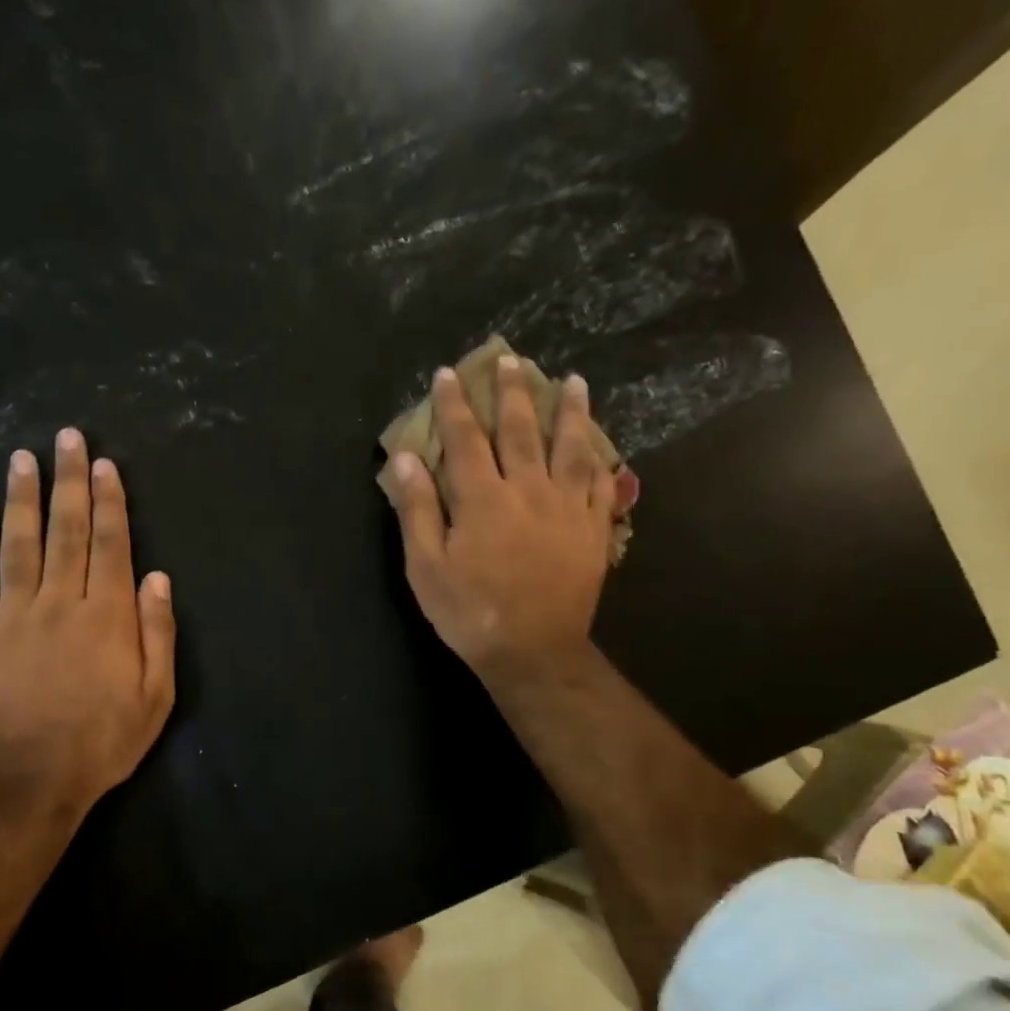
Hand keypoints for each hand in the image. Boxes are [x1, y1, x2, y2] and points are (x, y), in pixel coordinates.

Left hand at [0, 428, 175, 821]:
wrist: (30, 778)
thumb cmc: (103, 739)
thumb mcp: (156, 696)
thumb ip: (157, 633)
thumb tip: (156, 577)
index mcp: (107, 615)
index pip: (111, 545)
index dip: (110, 502)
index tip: (105, 465)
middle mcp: (61, 602)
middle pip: (67, 531)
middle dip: (70, 482)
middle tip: (67, 438)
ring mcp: (13, 615)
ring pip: (19, 544)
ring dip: (22, 498)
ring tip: (22, 458)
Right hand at [387, 356, 625, 687]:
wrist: (533, 651)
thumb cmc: (470, 612)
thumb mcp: (426, 567)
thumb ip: (418, 509)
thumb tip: (407, 458)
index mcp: (483, 499)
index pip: (465, 439)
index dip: (454, 405)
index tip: (448, 374)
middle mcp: (528, 490)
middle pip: (520, 431)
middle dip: (511, 392)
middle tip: (509, 359)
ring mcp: (568, 508)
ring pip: (570, 447)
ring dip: (569, 412)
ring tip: (573, 382)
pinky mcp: (594, 530)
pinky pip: (602, 485)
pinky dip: (602, 460)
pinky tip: (602, 446)